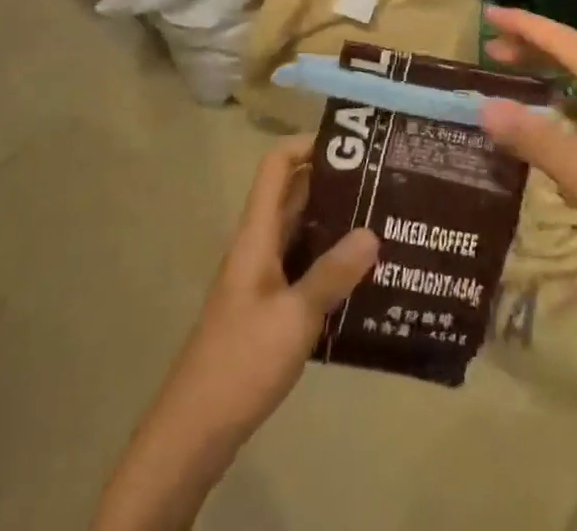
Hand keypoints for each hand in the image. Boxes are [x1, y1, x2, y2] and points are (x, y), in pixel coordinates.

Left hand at [156, 136, 378, 449]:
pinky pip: (302, 267)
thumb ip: (333, 274)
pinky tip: (362, 278)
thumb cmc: (241, 362)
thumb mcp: (294, 317)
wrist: (194, 431)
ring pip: (300, 232)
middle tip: (382, 182)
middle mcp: (258, 245)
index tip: (352, 145)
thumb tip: (373, 231)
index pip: (276, 165)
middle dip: (334, 182)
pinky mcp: (266, 308)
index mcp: (257, 234)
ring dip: (334, 223)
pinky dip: (329, 262)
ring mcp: (260, 277)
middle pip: (293, 195)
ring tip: (382, 222)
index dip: (308, 144)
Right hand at [478, 7, 576, 307]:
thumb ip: (536, 140)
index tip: (488, 15)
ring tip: (513, 74)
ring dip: (547, 72)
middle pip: (574, 55)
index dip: (525, 25)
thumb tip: (485, 106)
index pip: (564, 41)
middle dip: (532, 46)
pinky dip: (563, 101)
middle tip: (490, 49)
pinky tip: (552, 122)